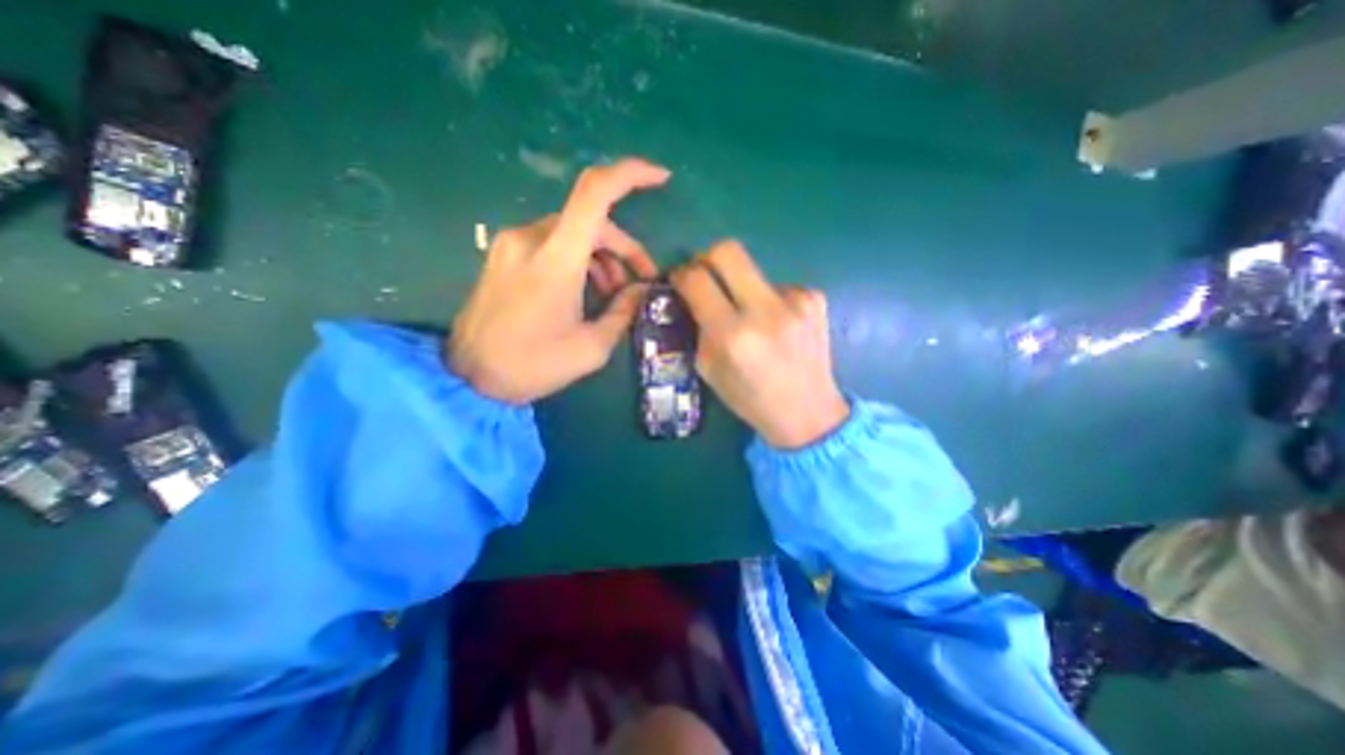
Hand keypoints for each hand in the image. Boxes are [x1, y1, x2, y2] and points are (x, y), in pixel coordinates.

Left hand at [450, 157, 672, 403]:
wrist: (469, 378)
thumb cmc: (533, 365)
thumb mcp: (591, 348)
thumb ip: (623, 312)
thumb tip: (641, 291)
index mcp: (555, 258)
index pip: (595, 193)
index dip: (631, 175)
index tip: (661, 178)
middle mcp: (530, 238)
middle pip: (591, 220)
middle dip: (624, 246)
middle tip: (641, 280)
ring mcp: (512, 244)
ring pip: (572, 232)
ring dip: (601, 256)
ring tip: (612, 293)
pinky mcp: (503, 255)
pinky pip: (551, 244)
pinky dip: (577, 259)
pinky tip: (585, 290)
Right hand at [674, 238, 848, 448]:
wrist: (809, 413)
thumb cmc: (751, 400)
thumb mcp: (709, 370)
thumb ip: (698, 328)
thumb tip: (692, 296)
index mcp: (733, 336)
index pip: (696, 279)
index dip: (681, 274)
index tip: (679, 280)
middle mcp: (765, 311)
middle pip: (727, 250)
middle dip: (707, 258)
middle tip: (705, 278)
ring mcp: (796, 300)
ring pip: (753, 269)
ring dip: (741, 286)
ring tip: (749, 317)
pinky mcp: (815, 298)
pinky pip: (776, 285)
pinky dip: (767, 299)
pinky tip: (776, 325)